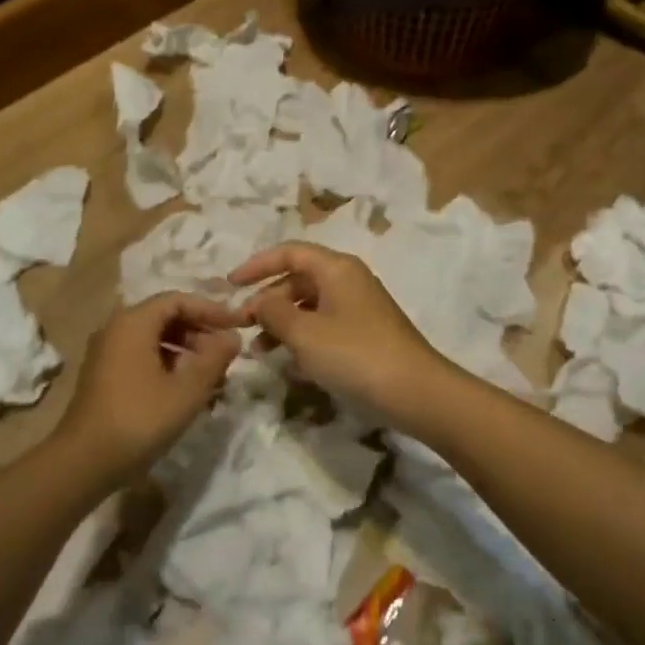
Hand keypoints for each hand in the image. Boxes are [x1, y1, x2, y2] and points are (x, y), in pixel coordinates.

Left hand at [54, 292, 242, 479]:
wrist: (83, 462)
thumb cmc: (139, 419)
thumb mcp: (187, 390)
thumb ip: (214, 359)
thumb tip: (233, 337)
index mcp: (133, 322)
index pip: (178, 300)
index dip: (210, 310)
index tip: (237, 325)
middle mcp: (116, 329)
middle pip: (165, 317)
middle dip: (199, 332)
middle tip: (226, 354)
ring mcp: (106, 353)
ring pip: (154, 339)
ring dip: (185, 351)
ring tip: (211, 375)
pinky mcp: (104, 376)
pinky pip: (142, 356)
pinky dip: (167, 364)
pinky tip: (185, 390)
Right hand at [229, 243, 453, 420]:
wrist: (416, 392)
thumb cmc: (356, 355)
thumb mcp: (305, 333)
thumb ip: (273, 312)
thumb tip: (257, 301)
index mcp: (336, 268)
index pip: (289, 252)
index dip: (257, 265)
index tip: (229, 285)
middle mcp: (348, 280)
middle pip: (298, 278)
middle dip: (267, 300)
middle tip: (242, 326)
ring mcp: (359, 307)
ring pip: (309, 304)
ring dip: (282, 322)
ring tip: (260, 350)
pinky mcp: (365, 333)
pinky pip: (324, 324)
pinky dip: (302, 337)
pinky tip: (290, 362)